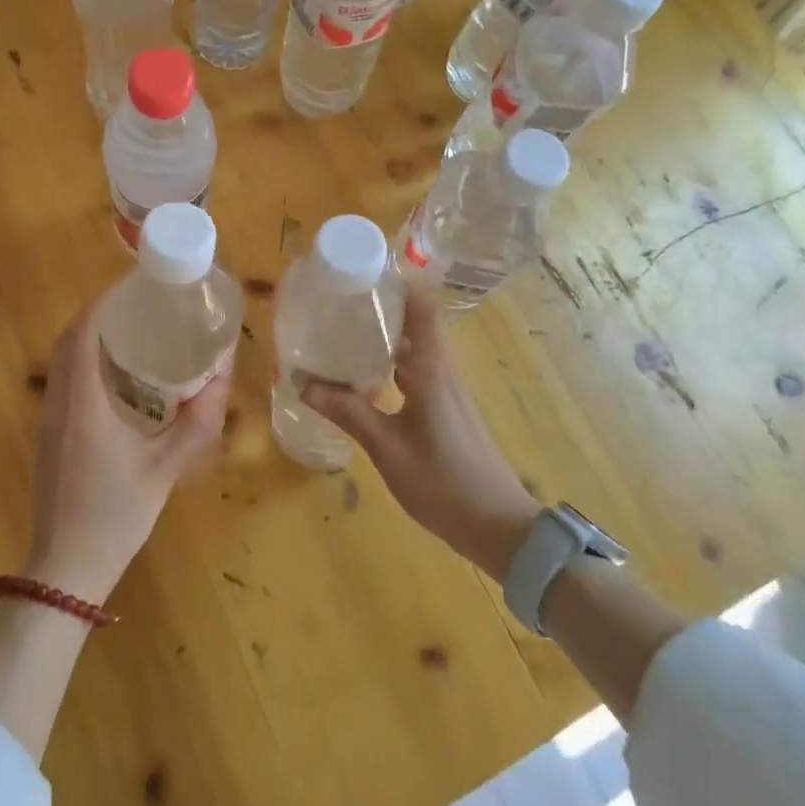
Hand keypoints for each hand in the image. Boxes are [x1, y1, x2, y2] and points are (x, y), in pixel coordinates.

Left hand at [24, 302, 230, 603]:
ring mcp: (50, 420)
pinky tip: (120, 374)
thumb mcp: (165, 470)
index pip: (83, 335)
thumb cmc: (115, 517)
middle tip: (141, 303)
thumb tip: (223, 376)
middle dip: (100, 313)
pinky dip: (86, 362)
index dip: (104, 301)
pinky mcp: (51, 435)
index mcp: (83, 405)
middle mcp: (59, 403)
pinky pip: (64, 381)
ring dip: (91, 336)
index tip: (134, 283)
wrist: (65, 570)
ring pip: (62, 360)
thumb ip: (197, 422)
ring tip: (134, 328)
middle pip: (69, 341)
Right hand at [303, 290, 540, 577]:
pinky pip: (418, 375)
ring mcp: (449, 394)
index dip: (397, 287)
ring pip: (416, 352)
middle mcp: (443, 373)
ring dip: (385, 341)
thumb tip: (304, 383)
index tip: (362, 277)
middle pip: (416, 326)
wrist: (500, 528)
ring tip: (343, 339)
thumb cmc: (444, 483)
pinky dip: (393, 368)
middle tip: (338, 308)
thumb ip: (349, 413)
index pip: (423, 309)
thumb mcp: (387, 449)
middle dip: (380, 312)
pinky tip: (366, 383)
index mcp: (432, 371)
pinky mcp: (449, 412)